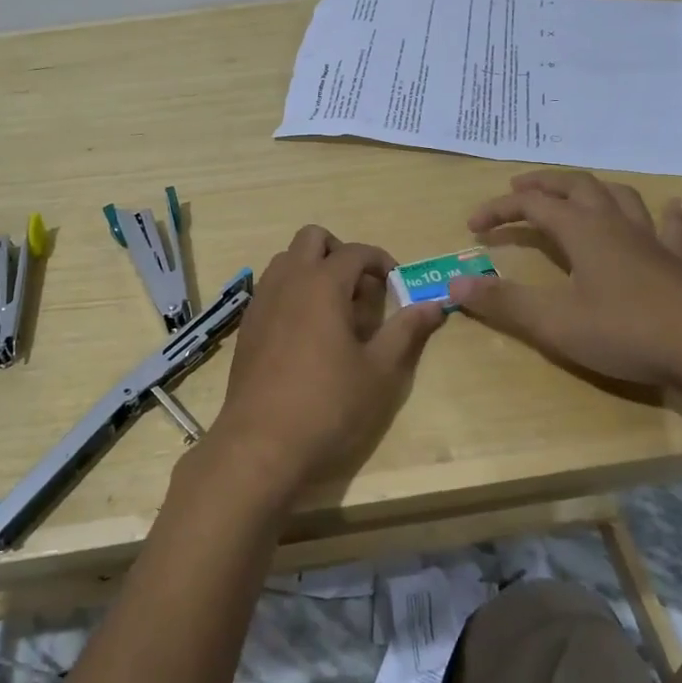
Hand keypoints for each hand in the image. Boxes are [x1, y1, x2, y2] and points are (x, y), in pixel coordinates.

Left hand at [201, 226, 446, 507]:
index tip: (396, 285)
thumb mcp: (379, 371)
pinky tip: (307, 332)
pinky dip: (292, 291)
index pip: (355, 251)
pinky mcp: (247, 325)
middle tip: (361, 289)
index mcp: (322, 284)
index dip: (381, 261)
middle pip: (312, 238)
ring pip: (286, 260)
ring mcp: (261, 301)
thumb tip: (434, 304)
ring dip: (313, 269)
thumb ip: (406, 330)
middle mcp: (287, 281)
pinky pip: (271, 287)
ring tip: (335, 309)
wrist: (261, 444)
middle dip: (340, 252)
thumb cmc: (328, 405)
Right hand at [447, 170, 681, 388]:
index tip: (473, 227)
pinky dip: (661, 214)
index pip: (532, 205)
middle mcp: (615, 225)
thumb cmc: (626, 332)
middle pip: (576, 186)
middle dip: (543, 184)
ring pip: (619, 197)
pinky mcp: (678, 264)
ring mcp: (651, 242)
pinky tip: (669, 206)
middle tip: (517, 189)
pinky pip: (668, 227)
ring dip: (591, 190)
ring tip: (576, 194)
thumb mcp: (554, 322)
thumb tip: (454, 285)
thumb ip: (503, 302)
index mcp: (583, 231)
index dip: (499, 210)